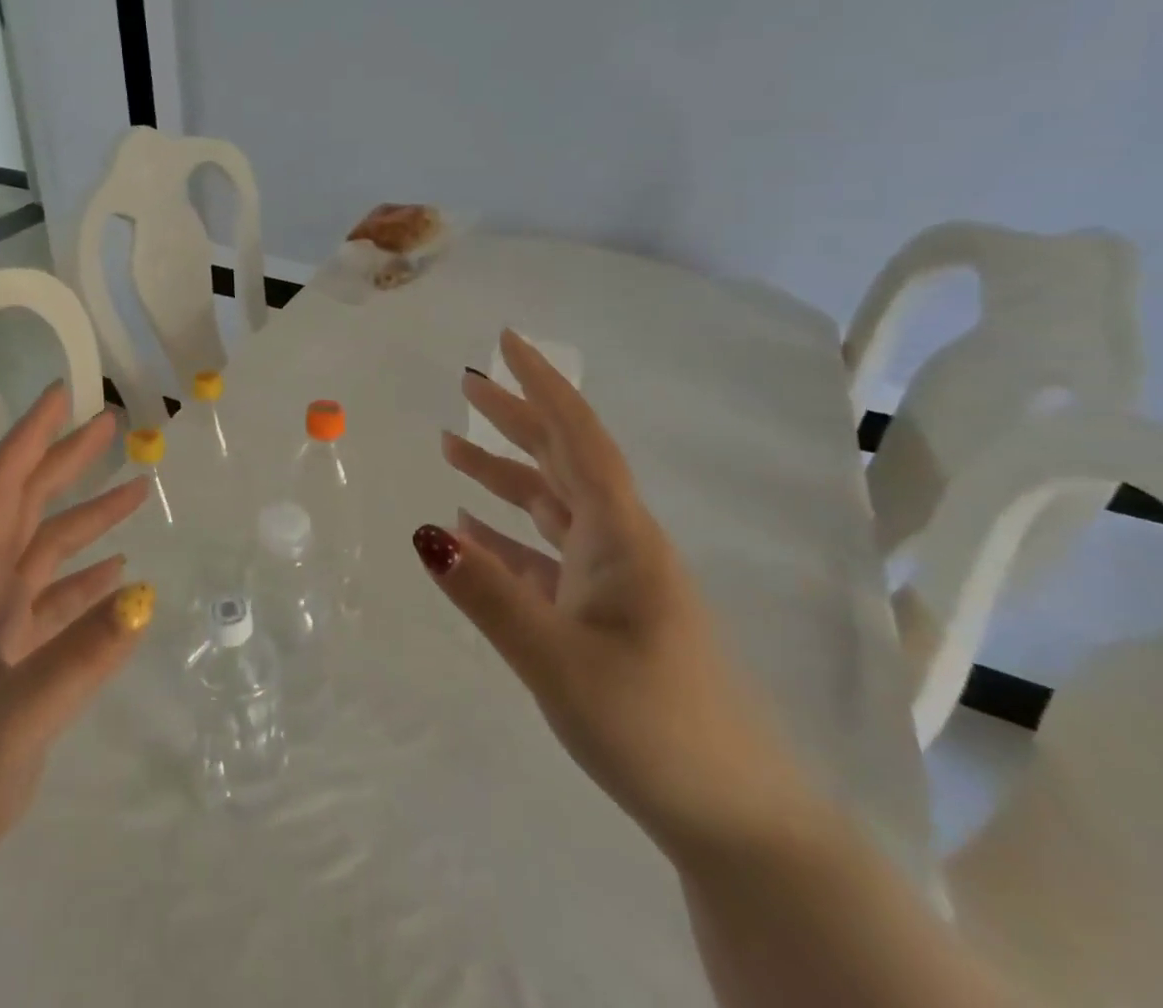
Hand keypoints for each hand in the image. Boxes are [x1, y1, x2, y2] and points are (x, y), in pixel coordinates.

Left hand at [0, 382, 155, 926]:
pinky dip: (85, 584)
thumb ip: (80, 656)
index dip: (30, 438)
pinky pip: (53, 609)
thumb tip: (147, 594)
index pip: (0, 492)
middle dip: (66, 463)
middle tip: (113, 426)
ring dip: (87, 522)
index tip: (63, 395)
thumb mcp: (13, 719)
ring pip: (44, 557)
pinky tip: (119, 577)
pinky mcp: (6, 672)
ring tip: (137, 492)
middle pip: (26, 511)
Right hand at [424, 331, 814, 863]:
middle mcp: (618, 544)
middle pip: (561, 460)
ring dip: (503, 474)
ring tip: (451, 447)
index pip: (576, 437)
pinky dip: (506, 535)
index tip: (507, 341)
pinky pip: (544, 555)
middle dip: (515, 418)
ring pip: (550, 505)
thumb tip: (424, 532)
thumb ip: (487, 594)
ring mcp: (612, 580)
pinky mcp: (602, 615)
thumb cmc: (655, 727)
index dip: (542, 384)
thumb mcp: (557, 661)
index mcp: (620, 537)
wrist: (737, 821)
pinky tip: (471, 530)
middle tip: (466, 384)